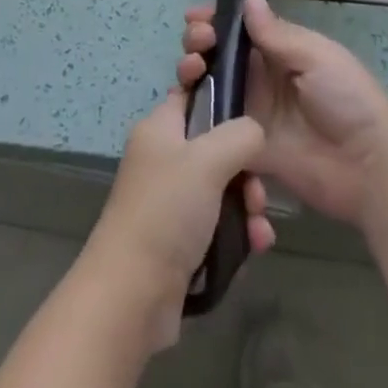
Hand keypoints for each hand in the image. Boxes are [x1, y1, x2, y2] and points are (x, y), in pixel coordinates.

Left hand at [79, 88, 272, 349]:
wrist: (131, 296)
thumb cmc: (166, 211)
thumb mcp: (208, 159)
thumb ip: (240, 134)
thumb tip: (255, 133)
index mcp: (160, 128)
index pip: (191, 92)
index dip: (218, 90)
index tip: (249, 102)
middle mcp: (164, 159)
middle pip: (217, 144)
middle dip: (246, 167)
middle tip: (255, 191)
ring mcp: (172, 201)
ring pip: (224, 186)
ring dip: (247, 204)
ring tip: (257, 228)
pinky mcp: (181, 239)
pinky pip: (220, 222)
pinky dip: (240, 231)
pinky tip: (255, 246)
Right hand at [178, 0, 387, 230]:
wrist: (369, 168)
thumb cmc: (348, 99)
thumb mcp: (316, 56)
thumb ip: (276, 33)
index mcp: (282, 50)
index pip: (241, 28)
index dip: (216, 19)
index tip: (195, 17)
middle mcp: (263, 78)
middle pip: (220, 55)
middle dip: (200, 42)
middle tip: (196, 43)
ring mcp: (253, 114)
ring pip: (211, 87)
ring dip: (193, 72)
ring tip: (190, 68)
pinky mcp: (247, 149)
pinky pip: (215, 130)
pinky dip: (195, 115)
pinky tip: (181, 104)